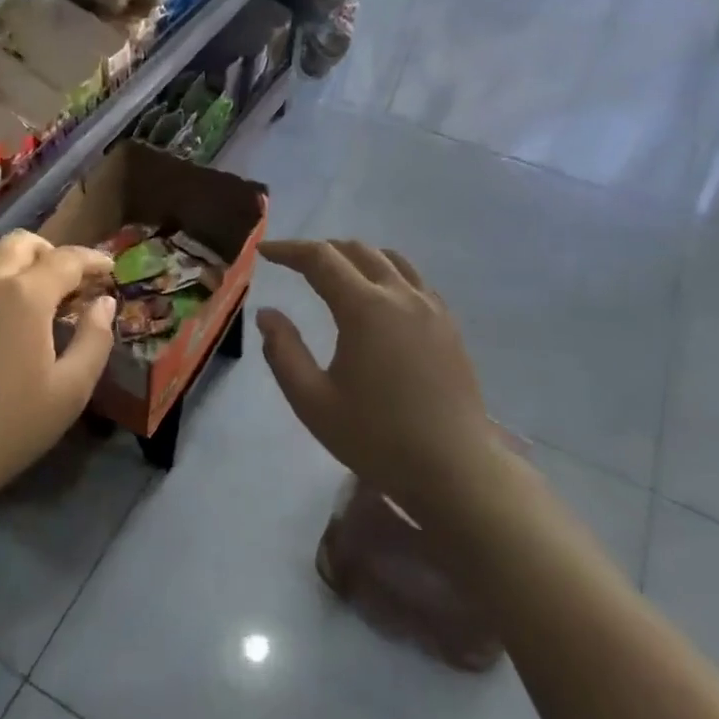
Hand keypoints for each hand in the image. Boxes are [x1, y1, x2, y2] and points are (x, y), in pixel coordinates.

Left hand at [0, 230, 115, 504]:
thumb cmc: (6, 427)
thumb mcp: (70, 391)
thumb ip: (95, 339)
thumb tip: (104, 303)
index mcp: (25, 295)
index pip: (67, 259)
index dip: (93, 259)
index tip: (110, 269)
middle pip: (23, 243)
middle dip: (53, 253)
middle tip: (70, 283)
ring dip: (17, 263)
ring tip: (32, 295)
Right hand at [257, 239, 518, 525]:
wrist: (454, 470)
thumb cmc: (376, 438)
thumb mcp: (312, 401)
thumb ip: (283, 352)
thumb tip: (267, 314)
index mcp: (365, 309)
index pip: (320, 259)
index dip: (289, 250)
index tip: (263, 252)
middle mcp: (401, 296)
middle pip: (357, 250)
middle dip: (320, 249)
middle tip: (293, 263)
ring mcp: (431, 308)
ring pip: (390, 259)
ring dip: (355, 256)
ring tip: (334, 272)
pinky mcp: (449, 325)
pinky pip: (414, 280)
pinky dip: (386, 272)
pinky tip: (378, 297)